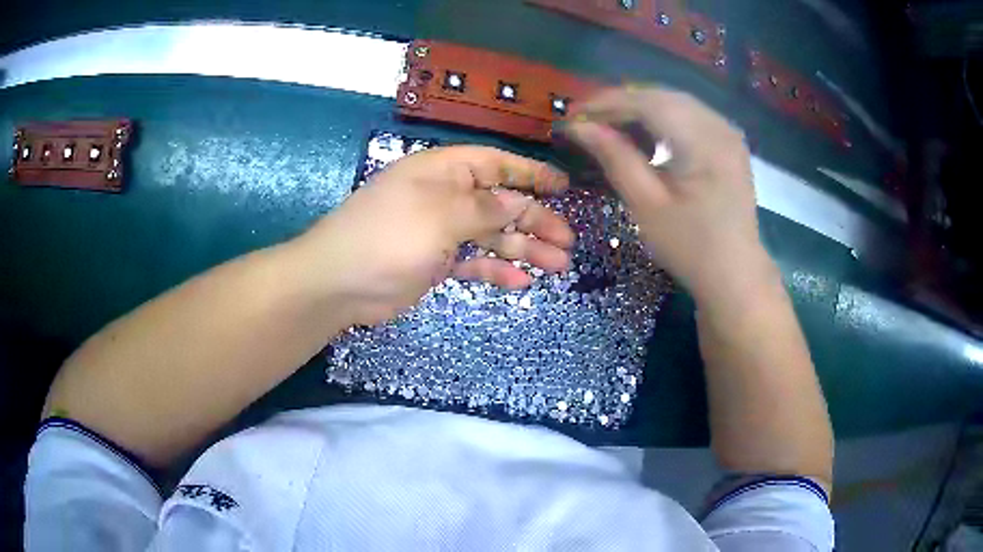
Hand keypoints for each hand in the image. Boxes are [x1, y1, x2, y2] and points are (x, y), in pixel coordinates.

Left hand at [294, 146, 573, 325]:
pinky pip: (474, 262)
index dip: (530, 173)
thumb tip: (518, 201)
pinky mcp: (436, 262)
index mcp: (444, 172)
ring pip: (492, 235)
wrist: (339, 283)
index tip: (563, 186)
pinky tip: (522, 283)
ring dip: (524, 248)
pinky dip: (496, 270)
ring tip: (558, 265)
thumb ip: (483, 208)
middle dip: (536, 220)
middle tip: (568, 242)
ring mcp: (441, 231)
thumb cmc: (388, 237)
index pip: (495, 163)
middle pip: (500, 203)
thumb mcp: (439, 215)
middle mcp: (445, 197)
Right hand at [564, 87, 774, 303]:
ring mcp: (728, 133)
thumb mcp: (646, 205)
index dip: (607, 103)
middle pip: (662, 97)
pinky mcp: (728, 143)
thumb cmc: (691, 247)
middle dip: (621, 104)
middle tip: (587, 120)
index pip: (648, 103)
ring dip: (640, 110)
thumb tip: (579, 126)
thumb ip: (614, 157)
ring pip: (675, 103)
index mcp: (704, 141)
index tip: (572, 113)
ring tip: (611, 128)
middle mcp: (720, 126)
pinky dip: (662, 121)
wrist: (735, 275)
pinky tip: (646, 137)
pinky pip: (689, 117)